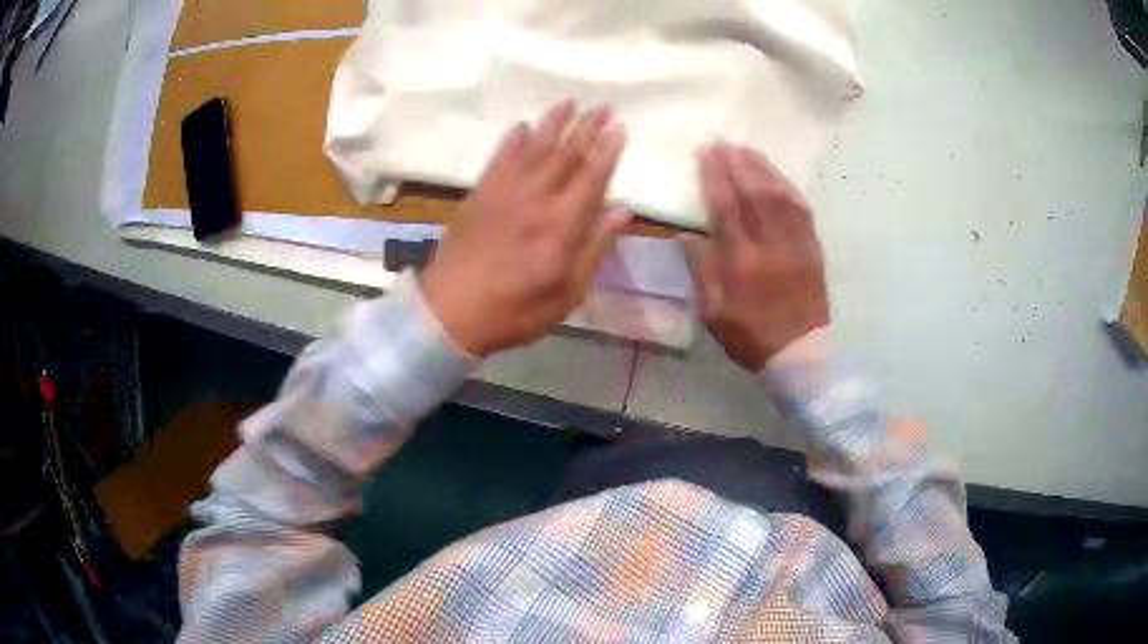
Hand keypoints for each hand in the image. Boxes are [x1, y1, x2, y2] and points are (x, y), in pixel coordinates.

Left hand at [421, 102, 629, 356]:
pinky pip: (499, 159)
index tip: (620, 128)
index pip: (591, 177)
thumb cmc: (514, 311)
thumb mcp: (566, 294)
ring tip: (569, 102)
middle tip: (603, 105)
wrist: (448, 312)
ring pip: (533, 149)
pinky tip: (522, 126)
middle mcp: (535, 199)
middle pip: (565, 155)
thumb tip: (622, 211)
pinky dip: (512, 141)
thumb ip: (595, 249)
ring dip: (553, 124)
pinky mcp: (479, 195)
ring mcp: (503, 193)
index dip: (607, 151)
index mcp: (561, 225)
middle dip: (586, 128)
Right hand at [682, 144, 829, 371]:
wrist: (801, 355)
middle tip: (724, 143)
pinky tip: (775, 176)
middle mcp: (772, 247)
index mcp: (743, 264)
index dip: (716, 177)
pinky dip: (786, 186)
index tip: (707, 153)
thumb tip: (687, 234)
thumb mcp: (714, 313)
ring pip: (781, 195)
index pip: (727, 208)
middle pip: (755, 194)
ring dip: (763, 168)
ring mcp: (798, 245)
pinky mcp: (814, 248)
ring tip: (746, 150)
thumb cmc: (751, 336)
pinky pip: (802, 209)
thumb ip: (701, 271)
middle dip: (738, 164)